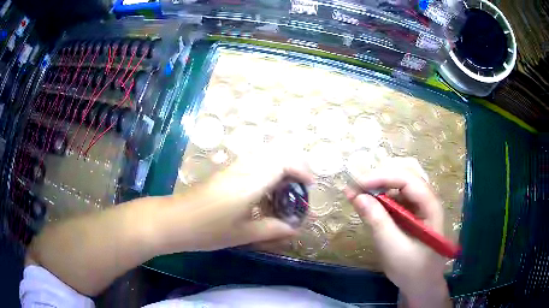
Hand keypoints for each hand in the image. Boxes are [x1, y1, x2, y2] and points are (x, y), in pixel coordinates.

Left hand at [153, 144, 312, 253]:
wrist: (175, 220)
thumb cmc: (209, 229)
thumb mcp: (243, 233)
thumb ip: (271, 229)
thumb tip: (294, 230)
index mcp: (251, 182)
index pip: (282, 162)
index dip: (301, 169)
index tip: (309, 185)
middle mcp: (244, 169)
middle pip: (275, 152)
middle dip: (294, 164)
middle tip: (300, 185)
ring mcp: (233, 169)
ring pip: (264, 155)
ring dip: (280, 166)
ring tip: (285, 190)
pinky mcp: (225, 173)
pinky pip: (253, 163)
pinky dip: (267, 171)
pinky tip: (265, 192)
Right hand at [345, 158, 449, 307]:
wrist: (421, 283)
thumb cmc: (411, 269)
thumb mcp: (392, 248)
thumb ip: (377, 221)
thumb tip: (357, 196)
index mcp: (430, 205)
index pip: (407, 179)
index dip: (381, 177)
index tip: (356, 184)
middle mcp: (427, 198)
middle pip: (407, 170)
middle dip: (382, 173)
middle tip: (359, 184)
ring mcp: (420, 203)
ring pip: (402, 178)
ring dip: (380, 180)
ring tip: (360, 191)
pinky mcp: (411, 210)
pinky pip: (396, 193)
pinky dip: (381, 192)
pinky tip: (369, 200)